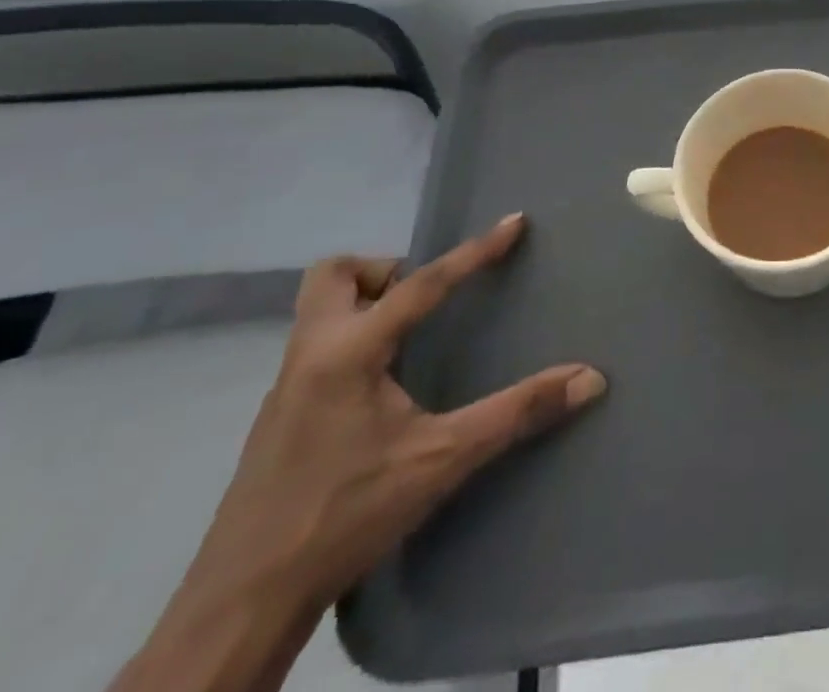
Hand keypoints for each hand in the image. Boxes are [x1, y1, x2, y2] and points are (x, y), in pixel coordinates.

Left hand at [111, 215, 603, 691]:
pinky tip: (382, 388)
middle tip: (426, 302)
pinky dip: (354, 341)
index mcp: (348, 352)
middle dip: (384, 271)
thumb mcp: (442, 461)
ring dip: (366, 304)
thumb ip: (516, 412)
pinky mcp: (277, 419)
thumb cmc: (344, 517)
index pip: (422, 283)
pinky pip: (317, 347)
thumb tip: (589, 378)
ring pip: (318, 311)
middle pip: (334, 275)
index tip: (514, 222)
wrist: (239, 607)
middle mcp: (310, 355)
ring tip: (411, 339)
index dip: (474, 251)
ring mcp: (285, 387)